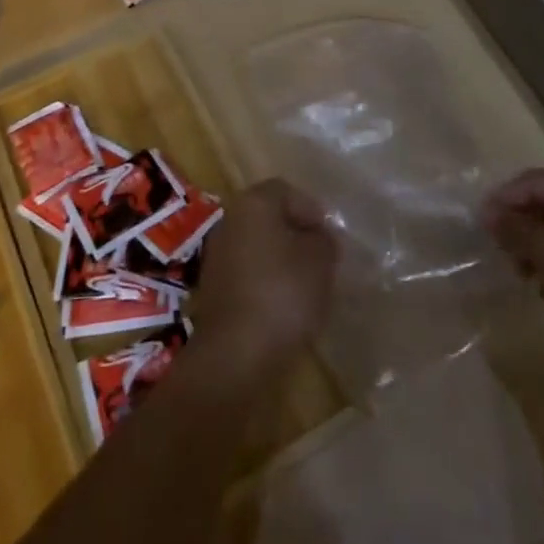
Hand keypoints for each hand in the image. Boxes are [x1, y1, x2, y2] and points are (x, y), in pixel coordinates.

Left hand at [195, 178, 337, 378]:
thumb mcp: (320, 262)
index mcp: (254, 203)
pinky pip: (247, 272)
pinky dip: (266, 282)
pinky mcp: (214, 287)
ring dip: (281, 260)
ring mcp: (218, 253)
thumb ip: (324, 241)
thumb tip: (319, 238)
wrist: (235, 353)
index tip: (329, 239)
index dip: (311, 211)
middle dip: (296, 235)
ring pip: (258, 246)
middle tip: (321, 260)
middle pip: (270, 217)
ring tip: (306, 287)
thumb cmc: (283, 294)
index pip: (286, 191)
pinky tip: (283, 307)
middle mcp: (231, 219)